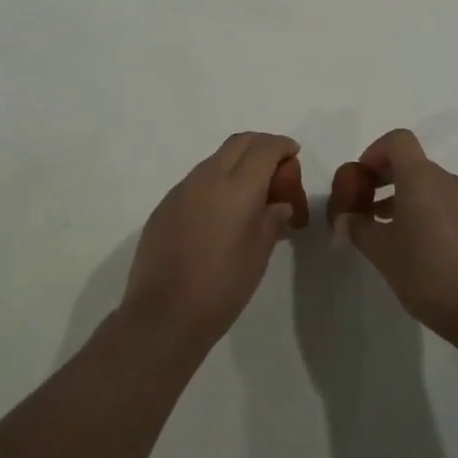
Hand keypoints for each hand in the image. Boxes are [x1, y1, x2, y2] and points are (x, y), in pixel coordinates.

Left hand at [121, 132, 306, 351]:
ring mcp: (182, 189)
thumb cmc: (221, 287)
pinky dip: (217, 182)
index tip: (293, 155)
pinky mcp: (165, 205)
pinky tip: (222, 213)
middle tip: (277, 168)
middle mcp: (207, 177)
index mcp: (236, 187)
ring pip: (216, 159)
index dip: (282, 146)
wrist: (163, 314)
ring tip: (252, 194)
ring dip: (238, 164)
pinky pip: (197, 180)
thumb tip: (279, 204)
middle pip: (239, 143)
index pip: (264, 148)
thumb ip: (272, 220)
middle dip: (261, 146)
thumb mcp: (259, 254)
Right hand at [328, 129, 457, 340]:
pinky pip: (446, 204)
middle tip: (364, 208)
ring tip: (385, 231)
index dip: (375, 152)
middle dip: (384, 179)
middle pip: (412, 163)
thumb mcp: (381, 252)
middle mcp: (448, 182)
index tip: (361, 180)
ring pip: (429, 186)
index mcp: (422, 179)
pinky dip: (425, 212)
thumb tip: (345, 219)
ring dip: (404, 198)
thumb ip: (358, 228)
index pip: (398, 141)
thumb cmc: (428, 274)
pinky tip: (415, 247)